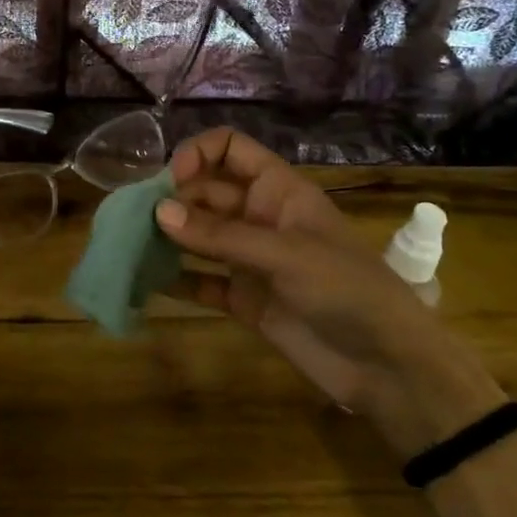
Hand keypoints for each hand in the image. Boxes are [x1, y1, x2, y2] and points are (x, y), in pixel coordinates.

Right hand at [156, 129, 502, 457]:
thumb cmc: (346, 290)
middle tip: (135, 220)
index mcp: (277, 190)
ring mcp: (250, 258)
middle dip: (172, 200)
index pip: (230, 149)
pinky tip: (146, 283)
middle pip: (205, 192)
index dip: (198, 154)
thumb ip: (220, 235)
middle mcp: (259, 216)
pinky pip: (202, 280)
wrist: (386, 367)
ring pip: (199, 235)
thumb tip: (158, 212)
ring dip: (167, 237)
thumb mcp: (285, 255)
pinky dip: (177, 280)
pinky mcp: (244, 299)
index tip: (171, 180)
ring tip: (129, 245)